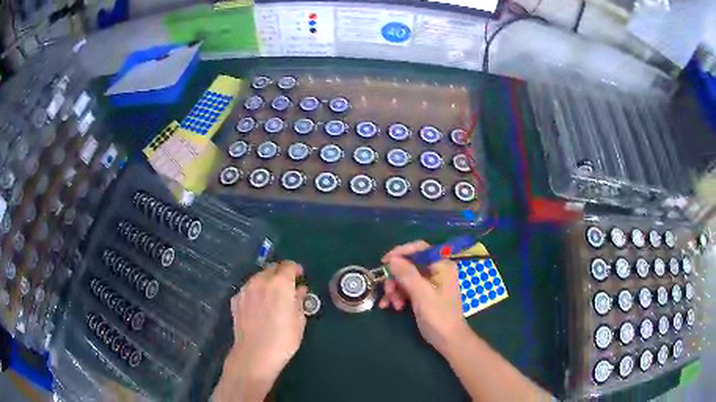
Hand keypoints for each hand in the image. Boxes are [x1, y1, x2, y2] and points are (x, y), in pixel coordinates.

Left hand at [214, 261, 307, 401]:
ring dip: (266, 283)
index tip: (300, 278)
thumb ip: (299, 300)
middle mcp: (260, 280)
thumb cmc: (284, 339)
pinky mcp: (235, 300)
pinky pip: (248, 290)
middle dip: (280, 274)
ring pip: (258, 278)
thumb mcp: (299, 320)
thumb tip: (300, 290)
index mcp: (280, 283)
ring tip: (271, 298)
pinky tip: (258, 307)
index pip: (289, 266)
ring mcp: (245, 289)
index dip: (296, 270)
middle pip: (272, 269)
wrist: (255, 354)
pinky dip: (255, 293)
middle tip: (287, 288)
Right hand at [379, 241, 470, 353]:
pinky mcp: (424, 294)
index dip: (401, 252)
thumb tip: (392, 259)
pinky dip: (398, 296)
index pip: (419, 248)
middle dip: (396, 277)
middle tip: (387, 290)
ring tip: (391, 304)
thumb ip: (407, 274)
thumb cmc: (439, 316)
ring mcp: (430, 283)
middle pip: (409, 264)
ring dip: (395, 289)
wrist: (448, 340)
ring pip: (406, 278)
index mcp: (441, 265)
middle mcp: (436, 271)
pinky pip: (407, 289)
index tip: (384, 262)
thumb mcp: (422, 295)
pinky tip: (392, 307)